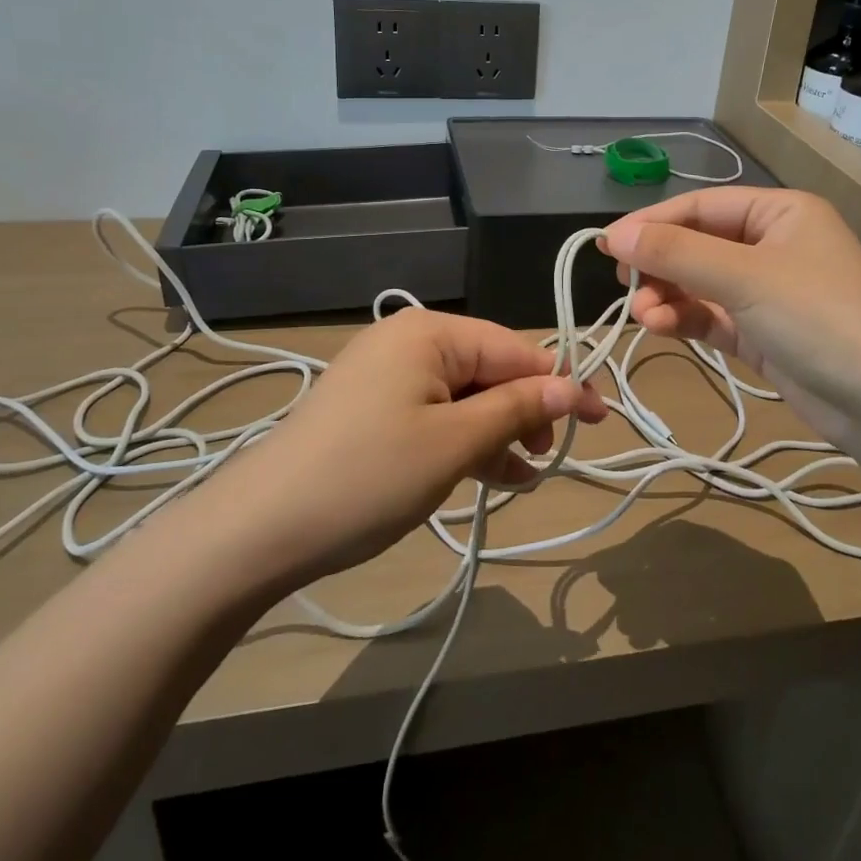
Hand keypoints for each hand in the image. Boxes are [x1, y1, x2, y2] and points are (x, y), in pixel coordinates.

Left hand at [208, 308, 606, 583]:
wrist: (260, 528)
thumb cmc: (368, 476)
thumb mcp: (454, 443)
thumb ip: (516, 410)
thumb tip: (574, 388)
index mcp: (430, 332)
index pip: (514, 350)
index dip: (560, 385)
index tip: (600, 420)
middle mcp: (409, 340)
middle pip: (489, 370)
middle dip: (524, 413)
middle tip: (547, 458)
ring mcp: (386, 375)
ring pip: (464, 397)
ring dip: (497, 434)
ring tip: (524, 477)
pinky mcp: (372, 408)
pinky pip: (434, 415)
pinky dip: (462, 442)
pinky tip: (488, 475)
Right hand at [599, 188, 860, 446]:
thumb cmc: (819, 317)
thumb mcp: (744, 278)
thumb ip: (675, 254)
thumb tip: (612, 234)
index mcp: (780, 212)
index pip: (701, 206)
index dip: (652, 223)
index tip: (607, 245)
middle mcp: (774, 244)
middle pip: (698, 245)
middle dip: (660, 266)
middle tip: (623, 285)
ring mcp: (769, 291)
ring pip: (701, 284)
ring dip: (668, 296)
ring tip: (643, 315)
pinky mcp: (764, 333)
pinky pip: (712, 316)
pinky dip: (685, 319)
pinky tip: (660, 326)